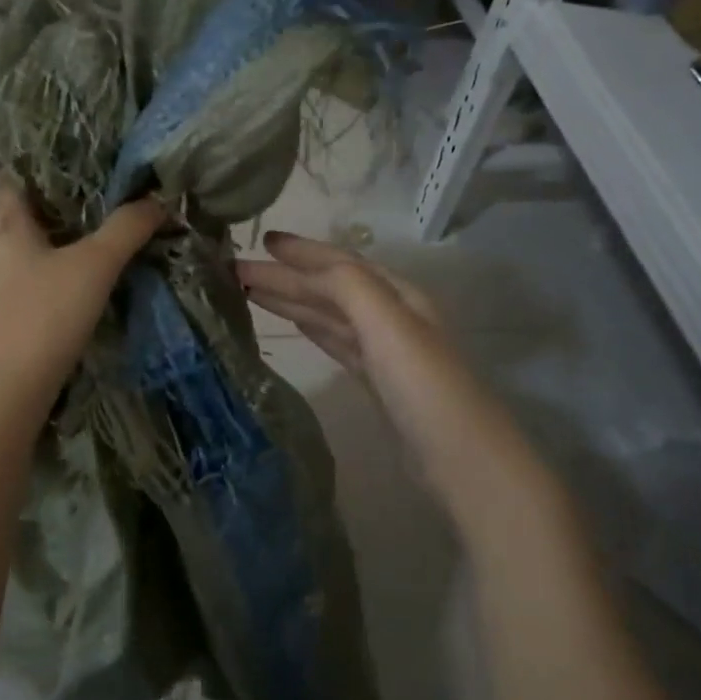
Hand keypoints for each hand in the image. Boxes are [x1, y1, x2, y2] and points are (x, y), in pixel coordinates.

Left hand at [0, 175, 166, 428]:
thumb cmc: (37, 319)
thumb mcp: (92, 267)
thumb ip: (127, 227)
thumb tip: (159, 197)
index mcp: (1, 212)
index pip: (26, 161)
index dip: (64, 151)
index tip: (106, 150)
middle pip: (37, 199)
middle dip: (80, 193)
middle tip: (127, 183)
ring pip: (40, 234)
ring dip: (76, 228)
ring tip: (122, 217)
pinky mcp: (4, 302)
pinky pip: (39, 263)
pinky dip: (67, 257)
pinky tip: (99, 263)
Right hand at [235, 231, 479, 493]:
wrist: (461, 460)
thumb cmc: (423, 386)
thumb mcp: (388, 324)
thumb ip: (347, 286)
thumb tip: (303, 267)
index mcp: (398, 295)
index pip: (341, 263)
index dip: (302, 251)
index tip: (263, 239)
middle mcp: (391, 316)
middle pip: (330, 289)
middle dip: (286, 276)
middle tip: (238, 269)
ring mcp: (384, 351)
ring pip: (329, 315)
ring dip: (293, 301)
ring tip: (251, 293)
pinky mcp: (376, 382)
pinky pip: (335, 343)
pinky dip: (313, 329)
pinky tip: (295, 326)